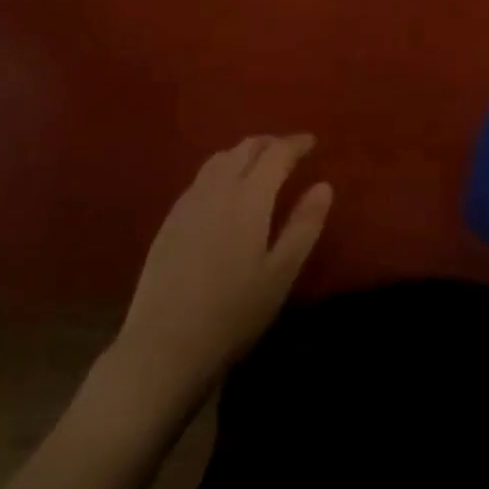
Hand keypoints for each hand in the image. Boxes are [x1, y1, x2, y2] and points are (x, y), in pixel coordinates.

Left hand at [115, 135, 332, 402]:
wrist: (163, 346)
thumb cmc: (233, 313)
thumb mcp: (281, 274)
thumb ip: (304, 225)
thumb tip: (324, 186)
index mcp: (249, 196)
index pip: (276, 153)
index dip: (295, 143)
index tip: (312, 142)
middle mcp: (217, 187)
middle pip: (245, 148)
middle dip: (270, 144)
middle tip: (288, 151)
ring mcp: (189, 202)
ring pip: (220, 159)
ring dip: (243, 153)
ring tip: (258, 165)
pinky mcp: (170, 220)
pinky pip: (201, 178)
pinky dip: (221, 170)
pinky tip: (224, 191)